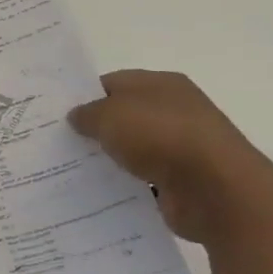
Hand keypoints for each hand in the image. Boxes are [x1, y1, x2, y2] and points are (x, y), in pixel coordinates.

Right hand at [68, 70, 272, 244]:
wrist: (216, 189)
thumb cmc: (160, 136)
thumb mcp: (109, 114)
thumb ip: (87, 113)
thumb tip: (77, 117)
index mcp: (162, 84)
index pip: (113, 83)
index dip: (84, 96)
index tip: (56, 114)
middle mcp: (175, 110)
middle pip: (123, 116)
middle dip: (93, 128)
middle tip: (57, 141)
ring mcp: (181, 146)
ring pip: (132, 148)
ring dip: (108, 158)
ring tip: (69, 168)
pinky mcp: (182, 179)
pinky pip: (142, 178)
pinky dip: (124, 183)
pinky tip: (97, 190)